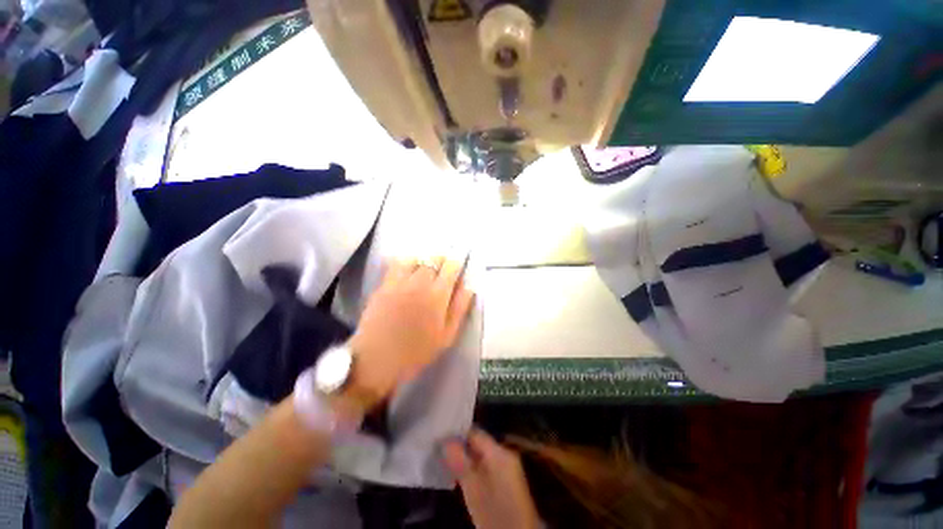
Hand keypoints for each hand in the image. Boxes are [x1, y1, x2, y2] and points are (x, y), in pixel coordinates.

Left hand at [346, 257, 474, 406]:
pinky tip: (408, 268)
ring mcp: (399, 282)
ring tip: (427, 266)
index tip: (460, 263)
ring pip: (416, 258)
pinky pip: (396, 264)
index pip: (451, 267)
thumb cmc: (417, 352)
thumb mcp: (447, 335)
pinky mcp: (383, 285)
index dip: (457, 262)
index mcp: (437, 295)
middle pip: (434, 258)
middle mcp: (419, 283)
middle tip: (445, 266)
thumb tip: (470, 286)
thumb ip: (460, 308)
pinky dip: (406, 261)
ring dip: (425, 259)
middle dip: (443, 258)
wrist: (377, 360)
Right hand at [444, 429, 541, 528]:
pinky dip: (473, 469)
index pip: (475, 433)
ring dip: (465, 459)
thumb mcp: (474, 490)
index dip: (457, 433)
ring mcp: (508, 468)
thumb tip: (446, 440)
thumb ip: (460, 463)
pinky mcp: (507, 482)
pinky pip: (487, 467)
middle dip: (460, 446)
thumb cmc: (495, 514)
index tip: (440, 436)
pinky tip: (459, 476)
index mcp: (499, 452)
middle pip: (479, 443)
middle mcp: (505, 454)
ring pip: (481, 456)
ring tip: (444, 461)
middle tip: (438, 450)